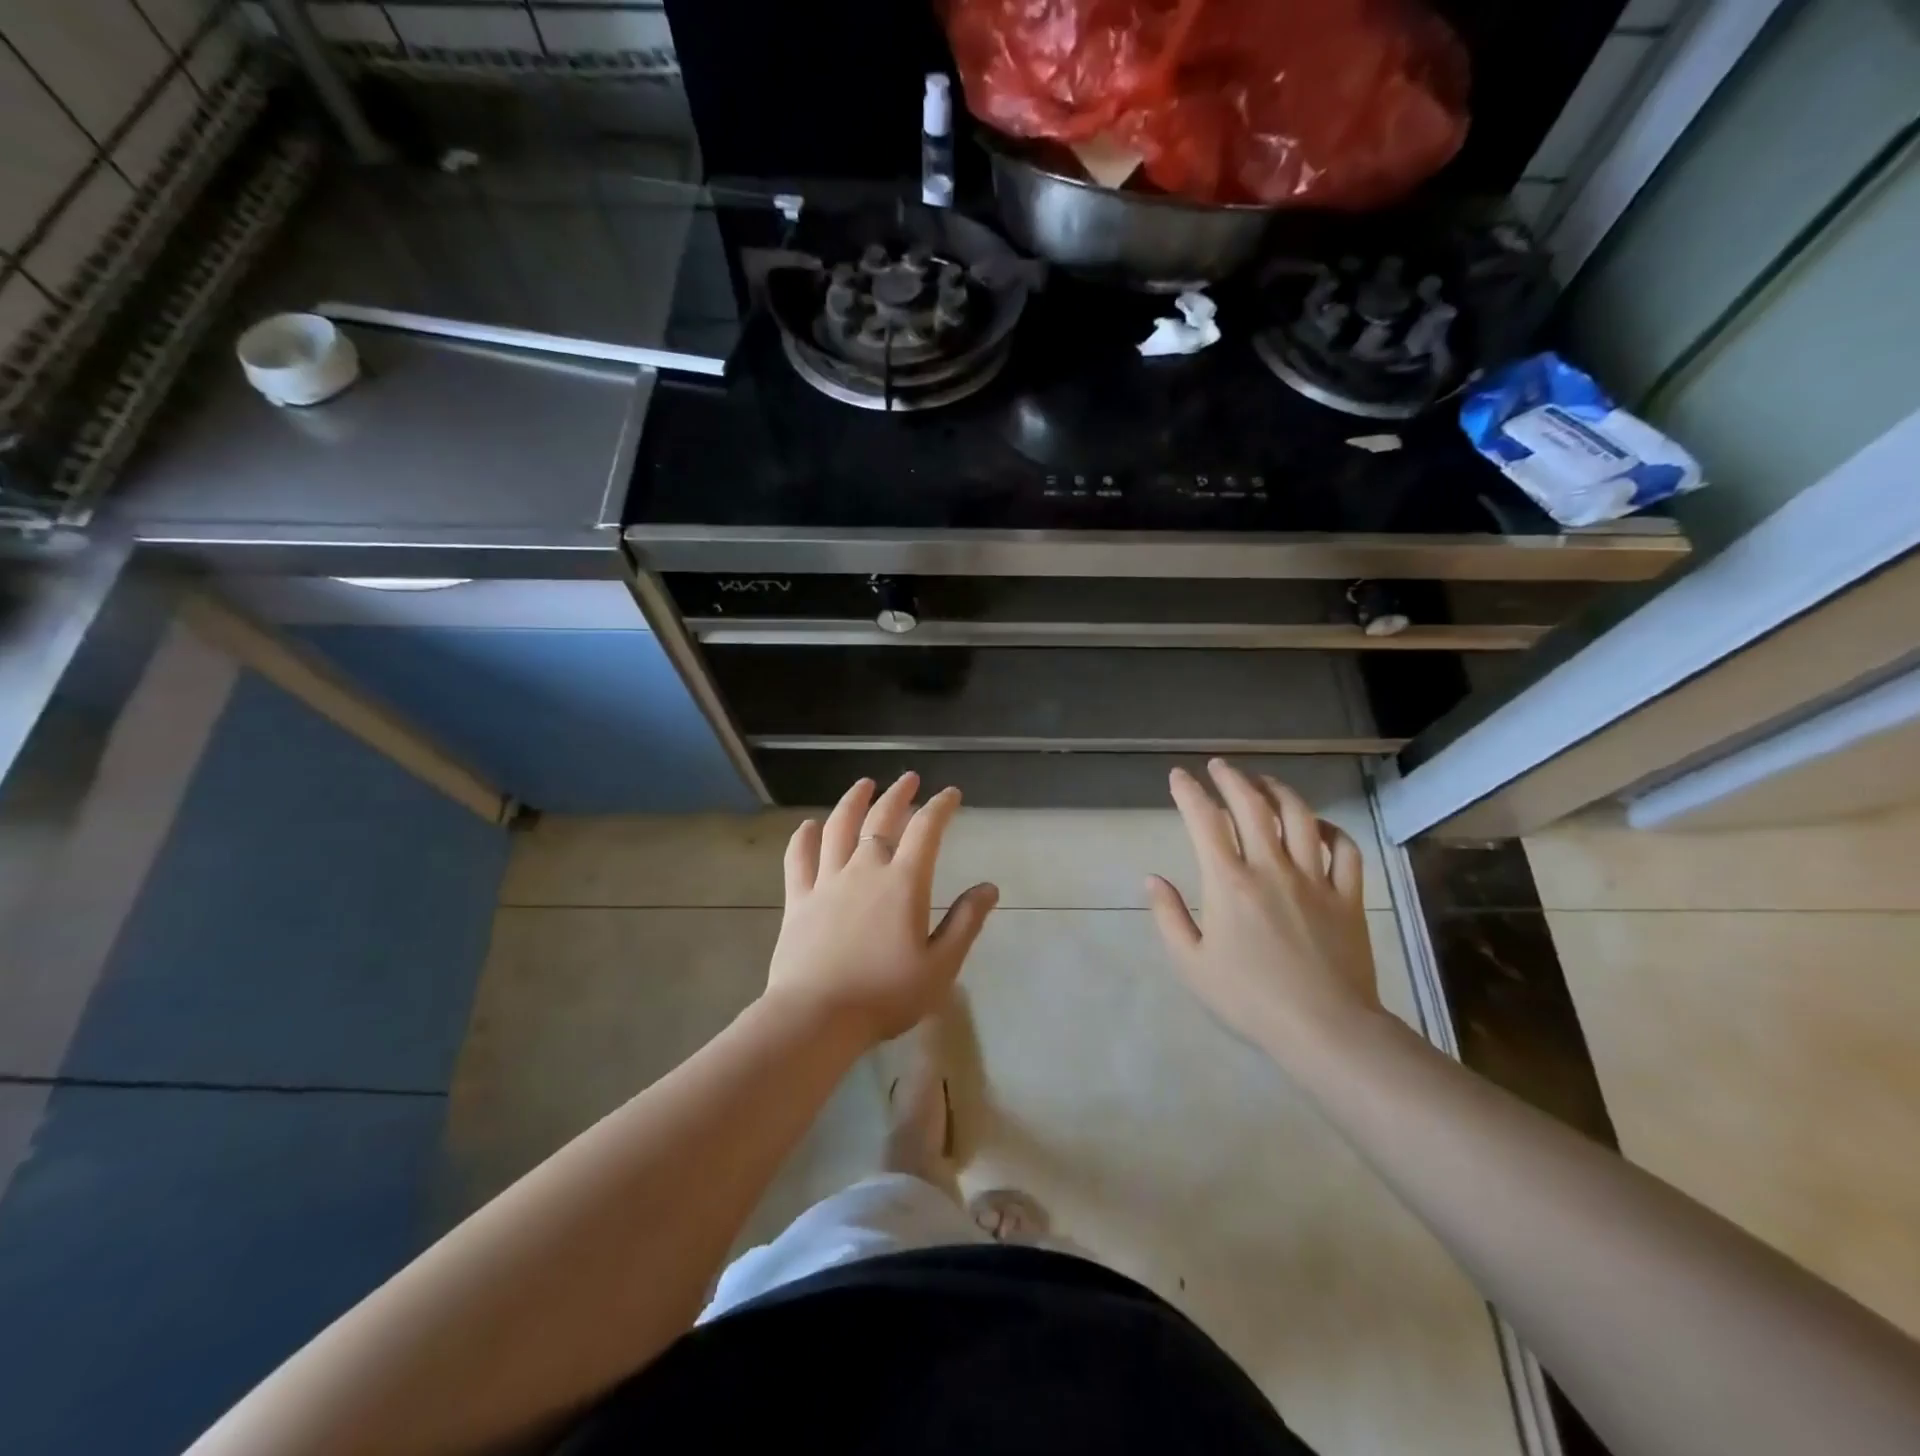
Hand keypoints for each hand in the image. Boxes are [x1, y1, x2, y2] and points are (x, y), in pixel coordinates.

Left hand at [765, 773, 999, 1045]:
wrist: (817, 1017)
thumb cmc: (885, 995)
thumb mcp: (941, 966)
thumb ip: (965, 923)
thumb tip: (989, 887)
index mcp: (903, 882)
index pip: (926, 830)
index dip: (940, 807)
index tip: (950, 794)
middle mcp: (864, 869)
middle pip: (881, 819)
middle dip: (898, 794)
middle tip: (908, 779)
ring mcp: (827, 881)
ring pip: (839, 828)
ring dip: (853, 801)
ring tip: (863, 785)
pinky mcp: (798, 899)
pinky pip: (799, 858)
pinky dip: (804, 837)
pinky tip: (808, 825)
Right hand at [1147, 760, 1381, 1060]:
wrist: (1325, 1029)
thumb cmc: (1249, 998)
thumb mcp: (1191, 963)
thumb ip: (1168, 916)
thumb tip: (1152, 878)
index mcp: (1229, 882)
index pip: (1204, 821)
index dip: (1189, 792)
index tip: (1179, 776)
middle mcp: (1271, 867)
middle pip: (1253, 806)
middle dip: (1232, 779)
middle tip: (1220, 766)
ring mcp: (1315, 879)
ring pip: (1300, 817)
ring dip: (1279, 791)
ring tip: (1264, 782)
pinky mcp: (1348, 896)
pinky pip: (1345, 849)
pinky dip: (1331, 829)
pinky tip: (1318, 826)